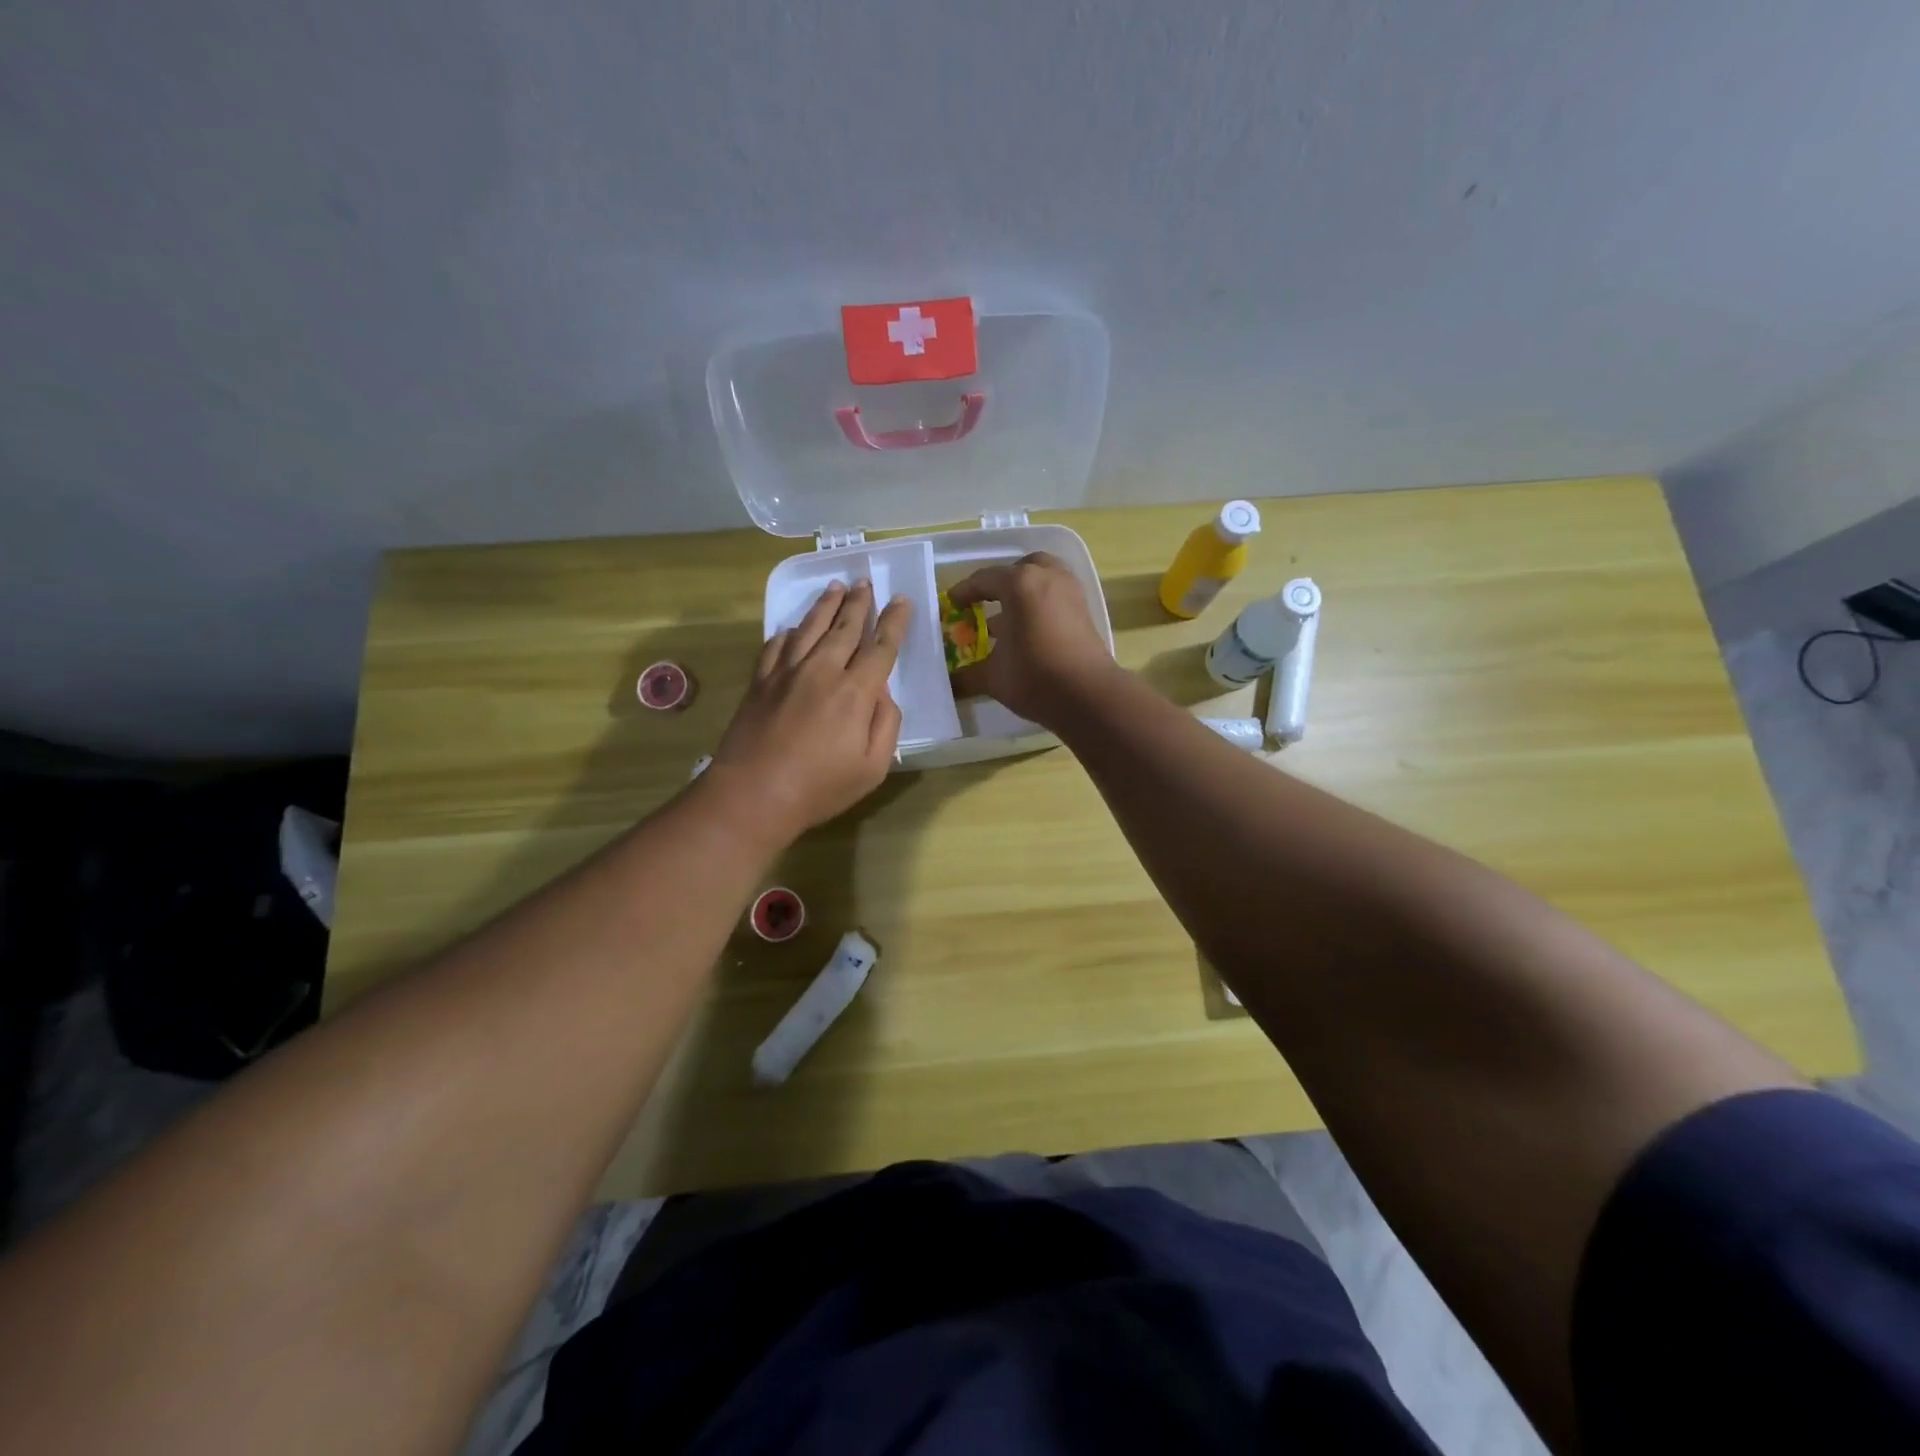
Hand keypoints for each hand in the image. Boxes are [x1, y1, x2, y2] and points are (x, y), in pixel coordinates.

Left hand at [709, 581, 909, 841]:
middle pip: (845, 627)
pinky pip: (776, 645)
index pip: (881, 647)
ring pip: (810, 627)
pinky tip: (793, 628)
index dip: (894, 622)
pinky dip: (788, 632)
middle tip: (865, 582)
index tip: (901, 601)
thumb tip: (883, 693)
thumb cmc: (819, 788)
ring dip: (826, 605)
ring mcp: (786, 673)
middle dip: (859, 603)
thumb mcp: (872, 768)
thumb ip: (886, 725)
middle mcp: (822, 671)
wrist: (752, 795)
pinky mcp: (760, 681)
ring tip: (835, 587)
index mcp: (855, 692)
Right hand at [949, 552, 1115, 726]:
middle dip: (1001, 582)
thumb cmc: (1034, 677)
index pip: (984, 580)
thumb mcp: (993, 677)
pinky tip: (1030, 630)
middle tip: (987, 601)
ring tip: (1009, 617)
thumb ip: (968, 675)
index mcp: (1019, 584)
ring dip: (1025, 591)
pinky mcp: (1085, 610)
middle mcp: (1047, 577)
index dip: (965, 592)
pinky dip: (1041, 603)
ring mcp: (1070, 591)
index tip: (952, 603)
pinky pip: (1057, 594)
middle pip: (1019, 569)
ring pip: (1043, 578)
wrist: (1089, 696)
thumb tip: (951, 682)